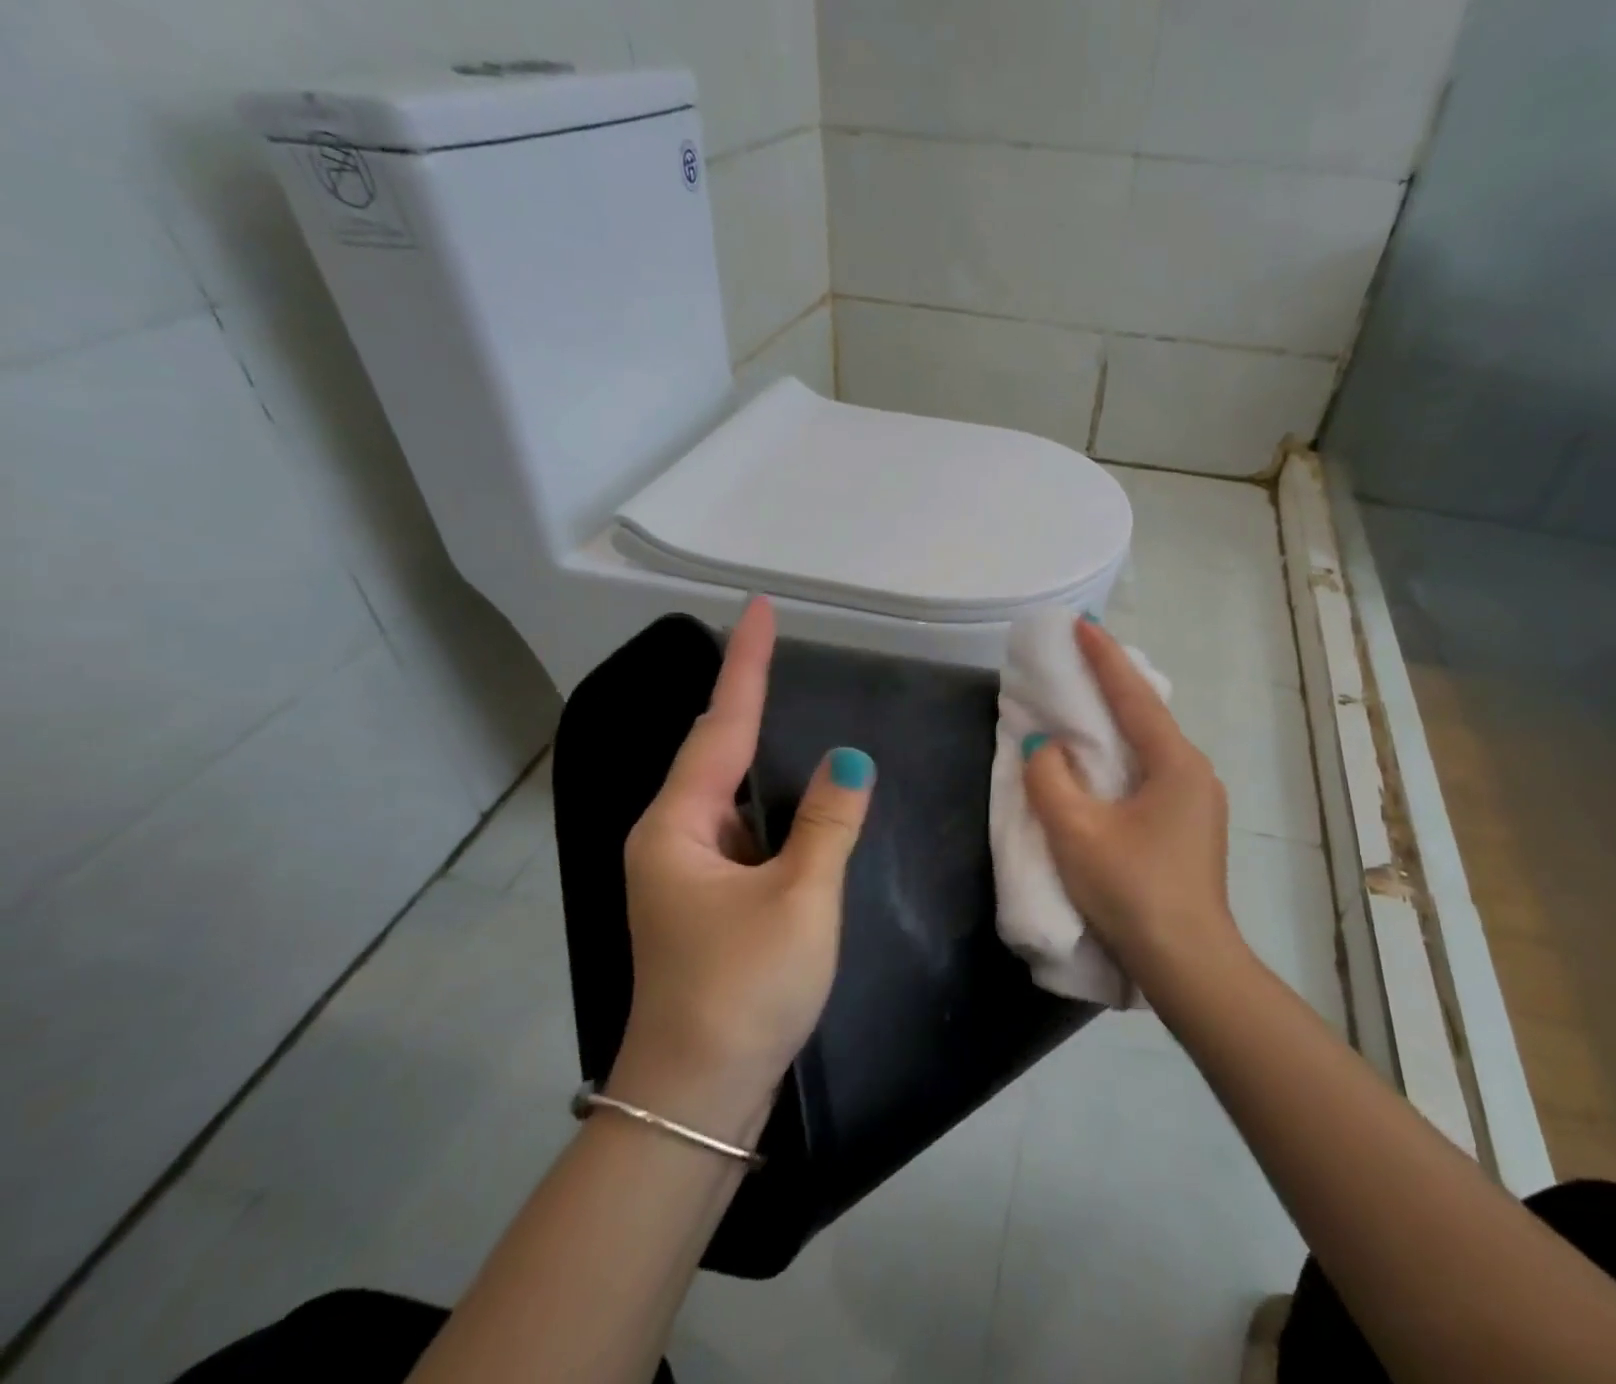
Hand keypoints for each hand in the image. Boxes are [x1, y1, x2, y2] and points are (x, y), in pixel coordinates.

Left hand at [617, 596, 874, 1095]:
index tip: (760, 608)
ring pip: (732, 792)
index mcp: (678, 827)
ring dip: (759, 749)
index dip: (746, 663)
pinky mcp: (708, 897)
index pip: (722, 725)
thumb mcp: (800, 900)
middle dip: (747, 695)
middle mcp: (672, 837)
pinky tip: (797, 791)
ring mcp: (686, 869)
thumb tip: (851, 759)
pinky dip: (772, 802)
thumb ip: (829, 822)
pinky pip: (744, 828)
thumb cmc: (743, 992)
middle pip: (718, 751)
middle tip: (776, 643)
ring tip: (784, 697)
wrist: (697, 1099)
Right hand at [1023, 617, 1239, 990]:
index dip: (1104, 657)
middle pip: (1146, 715)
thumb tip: (1045, 748)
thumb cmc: (1133, 890)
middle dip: (1111, 685)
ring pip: (1148, 747)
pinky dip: (1121, 756)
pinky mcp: (1189, 827)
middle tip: (1077, 659)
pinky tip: (1101, 764)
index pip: (1133, 695)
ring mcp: (1197, 802)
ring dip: (1116, 724)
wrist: (1188, 965)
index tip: (1081, 623)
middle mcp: (1194, 772)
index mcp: (1176, 763)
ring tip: (1083, 705)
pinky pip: (1150, 773)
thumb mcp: (1077, 832)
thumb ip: (1050, 779)